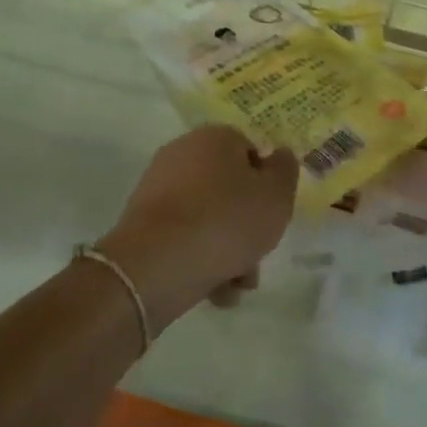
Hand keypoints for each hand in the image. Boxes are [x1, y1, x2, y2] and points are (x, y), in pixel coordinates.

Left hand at [96, 126, 297, 331]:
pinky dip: (198, 258)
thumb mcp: (276, 195)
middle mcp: (182, 153)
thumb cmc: (226, 221)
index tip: (272, 215)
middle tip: (256, 257)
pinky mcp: (141, 223)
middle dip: (246, 226)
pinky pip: (182, 236)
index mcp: (215, 137)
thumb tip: (279, 155)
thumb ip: (285, 171)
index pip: (250, 152)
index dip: (266, 185)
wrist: (156, 265)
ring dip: (226, 249)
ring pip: (207, 217)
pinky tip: (212, 289)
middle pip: (228, 189)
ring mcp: (158, 188)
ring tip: (235, 285)